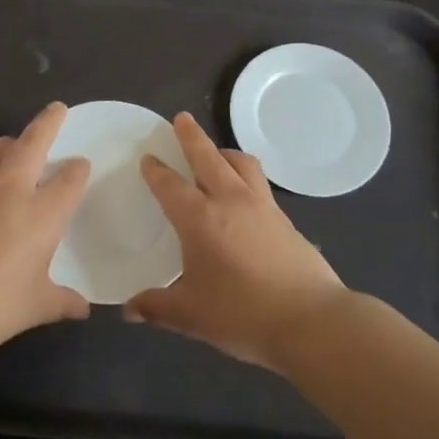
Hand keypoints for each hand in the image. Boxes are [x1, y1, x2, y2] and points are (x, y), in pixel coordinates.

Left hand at [0, 102, 91, 356]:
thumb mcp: (33, 308)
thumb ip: (61, 302)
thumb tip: (82, 308)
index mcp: (41, 214)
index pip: (68, 179)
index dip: (78, 169)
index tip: (81, 165)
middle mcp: (10, 192)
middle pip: (31, 143)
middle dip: (47, 123)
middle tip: (57, 109)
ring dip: (9, 141)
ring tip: (14, 145)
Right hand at [128, 113, 345, 372]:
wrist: (310, 320)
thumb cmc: (242, 314)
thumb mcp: (190, 316)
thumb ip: (156, 308)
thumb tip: (129, 309)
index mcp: (200, 219)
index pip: (171, 186)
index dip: (156, 171)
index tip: (148, 157)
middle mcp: (230, 201)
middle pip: (208, 157)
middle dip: (192, 136)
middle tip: (182, 119)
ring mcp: (262, 207)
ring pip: (242, 164)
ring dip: (224, 152)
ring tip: (217, 152)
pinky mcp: (285, 219)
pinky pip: (260, 184)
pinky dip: (246, 176)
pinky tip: (245, 194)